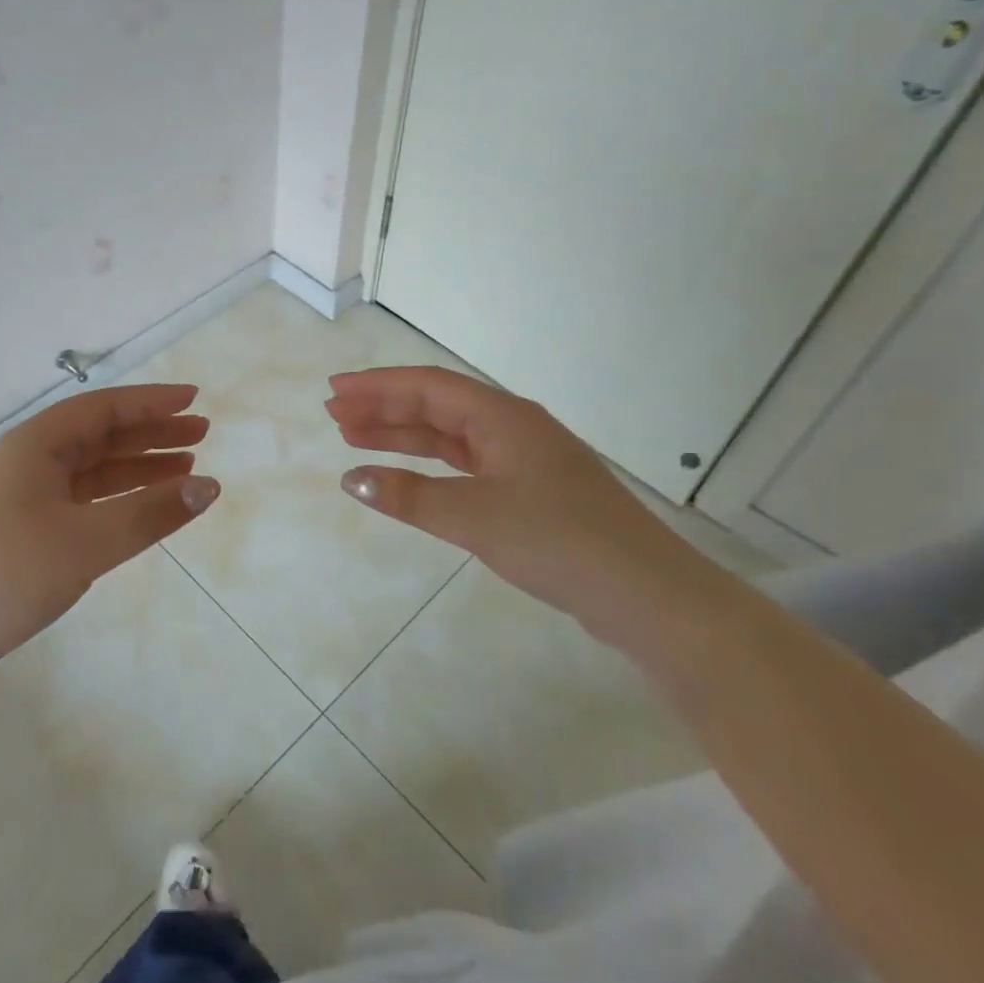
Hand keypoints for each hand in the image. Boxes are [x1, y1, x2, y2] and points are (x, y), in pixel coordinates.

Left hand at [0, 384, 218, 694]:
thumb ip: (149, 513)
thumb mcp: (84, 542)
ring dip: (136, 469)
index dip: (151, 402)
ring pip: (90, 472)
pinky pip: (79, 504)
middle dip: (150, 434)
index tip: (194, 400)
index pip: (103, 408)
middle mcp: (27, 464)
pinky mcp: (20, 536)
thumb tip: (209, 487)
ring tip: (184, 470)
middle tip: (200, 435)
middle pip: (98, 437)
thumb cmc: (3, 575)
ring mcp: (20, 501)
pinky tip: (139, 510)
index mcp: (34, 446)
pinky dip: (114, 503)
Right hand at [327, 366, 725, 648]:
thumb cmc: (560, 542)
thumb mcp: (475, 517)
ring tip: (354, 439)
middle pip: (437, 406)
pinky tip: (407, 476)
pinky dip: (430, 466)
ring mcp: (524, 460)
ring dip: (403, 435)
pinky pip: (466, 465)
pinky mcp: (530, 492)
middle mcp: (513, 428)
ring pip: (450, 436)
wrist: (648, 596)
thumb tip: (352, 479)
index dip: (377, 386)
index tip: (335, 391)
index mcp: (503, 417)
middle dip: (384, 408)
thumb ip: (410, 496)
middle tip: (335, 415)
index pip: (428, 386)